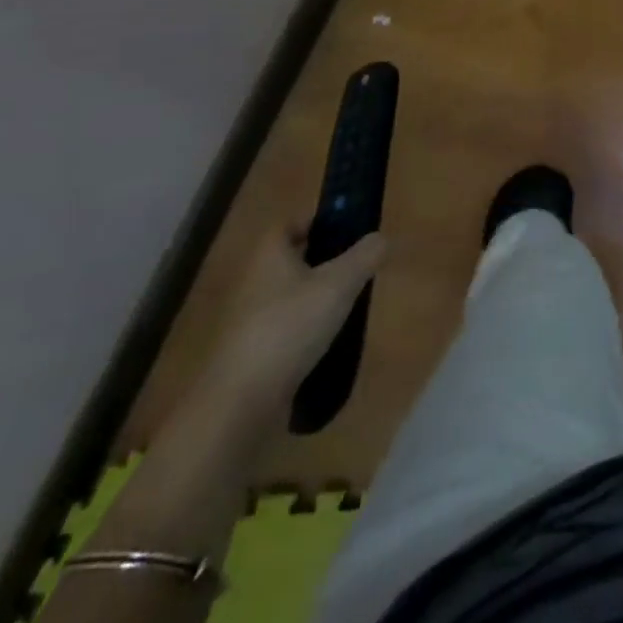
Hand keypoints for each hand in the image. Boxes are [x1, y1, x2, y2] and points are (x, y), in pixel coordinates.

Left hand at [203, 228, 386, 420]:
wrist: (242, 401)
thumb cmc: (291, 326)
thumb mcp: (340, 284)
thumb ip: (364, 256)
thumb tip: (380, 238)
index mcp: (269, 255)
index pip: (289, 223)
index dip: (316, 221)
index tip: (346, 229)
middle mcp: (253, 281)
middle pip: (290, 259)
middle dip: (321, 259)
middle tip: (355, 266)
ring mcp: (248, 319)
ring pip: (288, 294)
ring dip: (314, 295)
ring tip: (347, 304)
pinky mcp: (250, 352)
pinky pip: (283, 326)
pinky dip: (304, 327)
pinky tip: (327, 340)